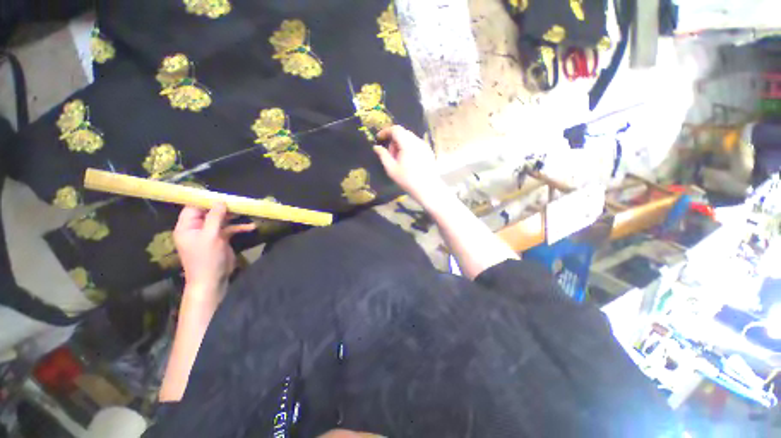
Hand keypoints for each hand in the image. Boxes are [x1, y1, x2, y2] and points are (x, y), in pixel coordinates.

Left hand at [173, 203, 255, 299]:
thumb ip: (215, 217)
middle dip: (223, 207)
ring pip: (221, 220)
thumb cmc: (206, 258)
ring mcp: (210, 234)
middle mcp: (197, 228)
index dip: (205, 200)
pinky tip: (251, 227)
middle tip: (237, 202)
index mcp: (187, 227)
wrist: (213, 279)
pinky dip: (239, 228)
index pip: (193, 207)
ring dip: (233, 217)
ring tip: (246, 211)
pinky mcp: (221, 240)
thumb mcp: (210, 236)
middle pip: (209, 212)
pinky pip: (230, 229)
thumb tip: (220, 200)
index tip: (221, 195)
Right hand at [373, 125, 446, 204]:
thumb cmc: (408, 180)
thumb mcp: (392, 169)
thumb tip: (376, 147)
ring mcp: (425, 146)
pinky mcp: (429, 151)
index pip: (395, 129)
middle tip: (390, 155)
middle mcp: (418, 141)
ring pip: (409, 138)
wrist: (428, 189)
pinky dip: (409, 148)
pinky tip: (408, 162)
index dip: (385, 131)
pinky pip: (416, 144)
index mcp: (408, 144)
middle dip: (393, 141)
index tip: (379, 138)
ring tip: (399, 161)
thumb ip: (383, 156)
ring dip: (401, 145)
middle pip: (403, 133)